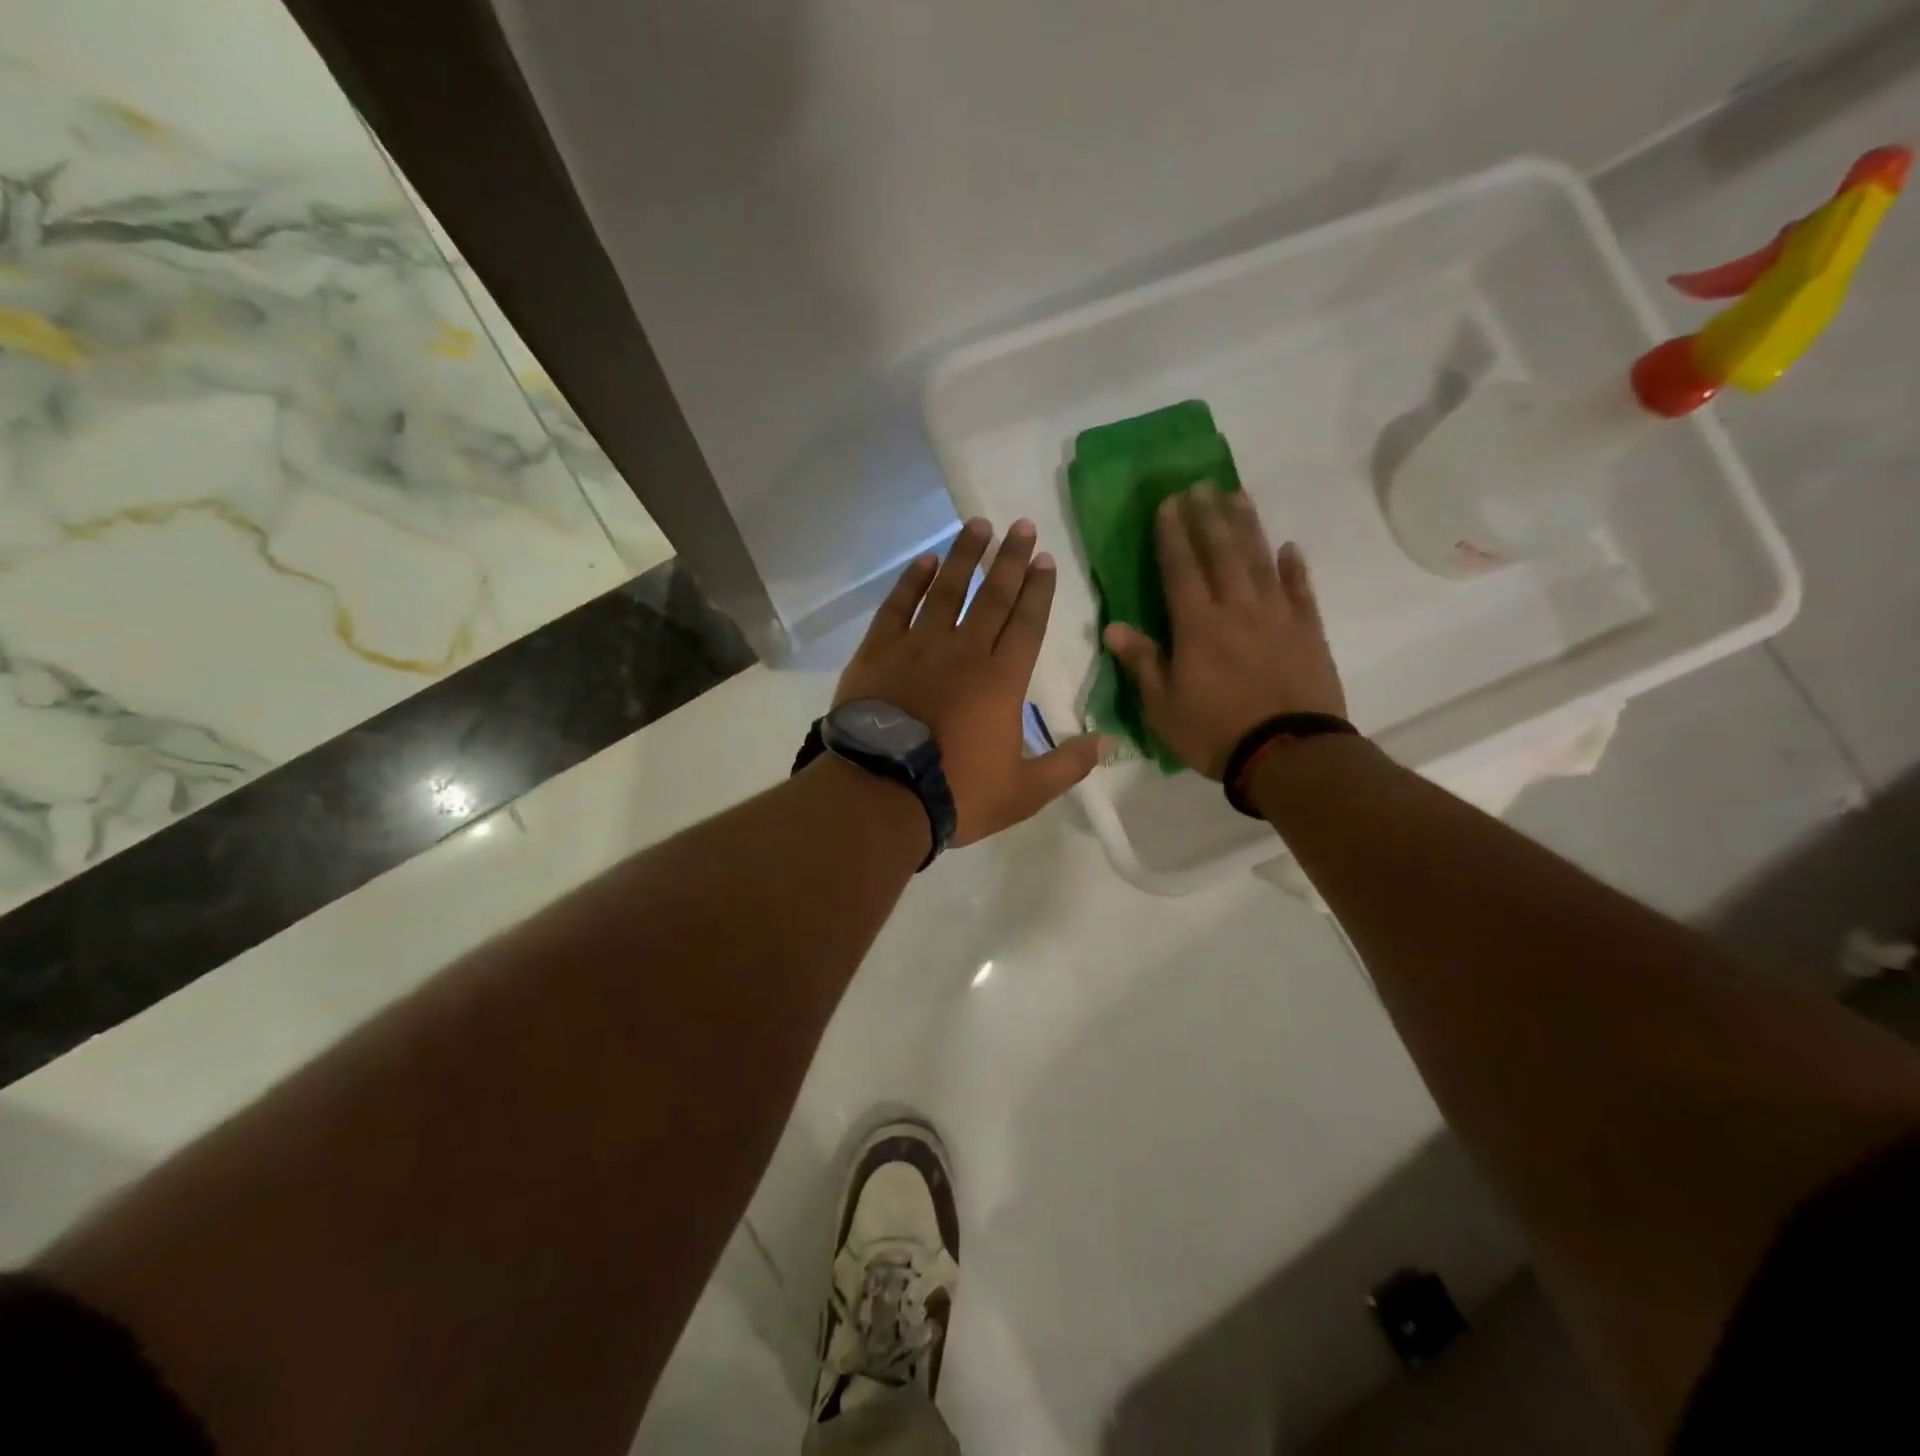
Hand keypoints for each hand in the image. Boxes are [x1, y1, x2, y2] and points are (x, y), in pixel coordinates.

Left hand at [835, 517, 1105, 846]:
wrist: (880, 795)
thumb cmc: (957, 793)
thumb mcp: (1024, 792)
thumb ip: (1067, 765)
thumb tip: (1108, 742)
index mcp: (1002, 680)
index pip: (1027, 622)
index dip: (1038, 589)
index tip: (1044, 558)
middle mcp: (964, 651)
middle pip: (992, 596)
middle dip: (1010, 559)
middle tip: (1021, 526)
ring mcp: (918, 646)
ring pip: (946, 590)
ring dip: (964, 557)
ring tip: (978, 526)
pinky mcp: (879, 652)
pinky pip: (898, 606)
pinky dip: (911, 581)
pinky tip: (924, 561)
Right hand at [1104, 484, 1346, 779]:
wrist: (1288, 754)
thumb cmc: (1215, 732)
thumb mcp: (1162, 706)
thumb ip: (1142, 661)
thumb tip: (1113, 626)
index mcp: (1197, 626)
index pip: (1181, 568)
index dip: (1173, 534)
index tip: (1168, 503)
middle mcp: (1237, 609)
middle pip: (1221, 552)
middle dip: (1208, 516)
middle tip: (1201, 485)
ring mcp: (1277, 616)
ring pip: (1260, 560)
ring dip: (1248, 526)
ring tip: (1238, 495)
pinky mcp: (1308, 631)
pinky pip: (1301, 591)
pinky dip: (1294, 567)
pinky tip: (1289, 548)